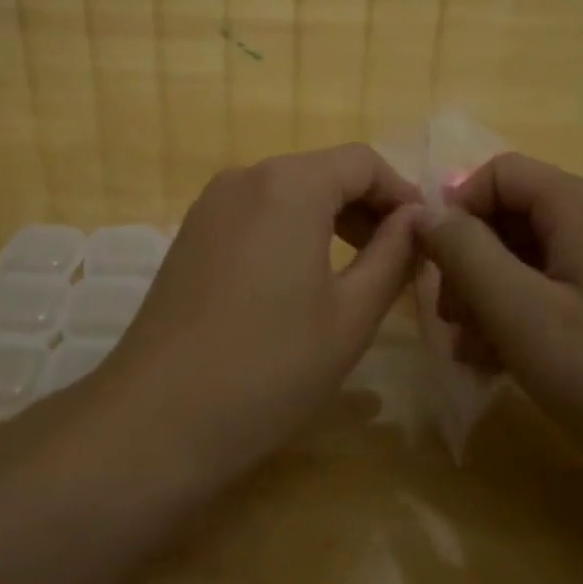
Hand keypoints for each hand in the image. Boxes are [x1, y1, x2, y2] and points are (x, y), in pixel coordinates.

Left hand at [110, 145, 420, 480]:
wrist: (156, 420)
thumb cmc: (270, 367)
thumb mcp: (350, 315)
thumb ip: (393, 255)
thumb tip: (418, 219)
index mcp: (289, 184)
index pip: (362, 162)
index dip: (402, 194)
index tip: (426, 237)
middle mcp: (245, 177)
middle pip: (323, 172)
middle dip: (367, 207)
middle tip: (399, 260)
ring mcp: (210, 206)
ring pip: (287, 192)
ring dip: (330, 220)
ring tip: (358, 273)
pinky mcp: (190, 235)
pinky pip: (255, 214)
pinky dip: (290, 231)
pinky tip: (300, 281)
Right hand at [414, 153, 582, 486]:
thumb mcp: (521, 313)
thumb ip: (465, 253)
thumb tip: (425, 213)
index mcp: (580, 206)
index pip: (497, 173)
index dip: (457, 211)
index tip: (436, 269)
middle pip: (509, 216)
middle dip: (469, 265)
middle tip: (453, 322)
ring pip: (524, 256)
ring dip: (487, 298)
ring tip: (473, 354)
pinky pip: (549, 288)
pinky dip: (517, 316)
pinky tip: (500, 365)